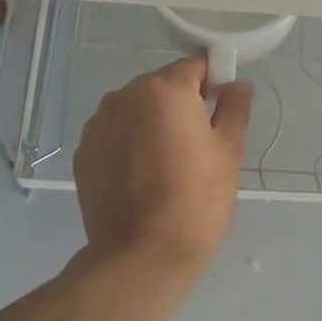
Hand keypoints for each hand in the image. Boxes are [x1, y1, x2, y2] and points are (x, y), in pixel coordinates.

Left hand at [73, 57, 252, 279]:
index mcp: (165, 90)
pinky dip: (129, 144)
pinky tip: (142, 177)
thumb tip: (237, 85)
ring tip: (166, 163)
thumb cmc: (197, 200)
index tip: (221, 109)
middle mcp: (124, 96)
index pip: (195, 65)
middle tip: (197, 143)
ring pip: (135, 110)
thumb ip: (234, 109)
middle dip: (180, 104)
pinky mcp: (84, 152)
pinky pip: (114, 134)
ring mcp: (98, 125)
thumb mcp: (228, 152)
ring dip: (151, 123)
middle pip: (161, 86)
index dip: (213, 82)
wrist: (143, 255)